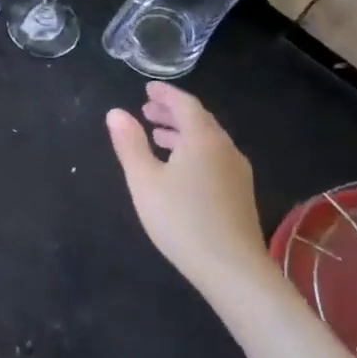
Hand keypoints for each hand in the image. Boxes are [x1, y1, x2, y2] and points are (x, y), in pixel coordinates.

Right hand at [106, 83, 272, 296]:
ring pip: (208, 140)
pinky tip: (180, 169)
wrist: (232, 269)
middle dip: (173, 112)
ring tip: (158, 137)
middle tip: (148, 110)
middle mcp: (225, 148)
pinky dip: (194, 150)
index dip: (165, 94)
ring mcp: (237, 172)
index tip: (147, 89)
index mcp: (203, 139)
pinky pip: (215, 157)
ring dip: (183, 133)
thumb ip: (129, 144)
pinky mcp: (240, 194)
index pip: (185, 104)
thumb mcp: (144, 180)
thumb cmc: (181, 219)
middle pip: (200, 120)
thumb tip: (116, 112)